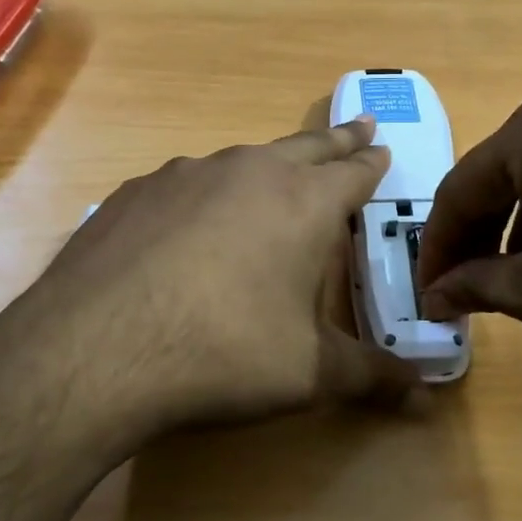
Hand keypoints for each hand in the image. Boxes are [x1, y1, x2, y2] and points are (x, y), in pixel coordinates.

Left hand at [0, 117, 417, 445]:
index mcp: (302, 203)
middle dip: (335, 140)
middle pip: (304, 146)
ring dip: (267, 165)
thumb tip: (425, 392)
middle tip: (355, 128)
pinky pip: (185, 183)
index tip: (382, 148)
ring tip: (274, 177)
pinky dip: (204, 193)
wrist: (97, 349)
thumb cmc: (223, 354)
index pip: (353, 171)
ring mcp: (184, 175)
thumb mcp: (308, 373)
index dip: (371, 161)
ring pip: (241, 160)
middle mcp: (247, 172)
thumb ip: (370, 376)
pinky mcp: (133, 192)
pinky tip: (190, 225)